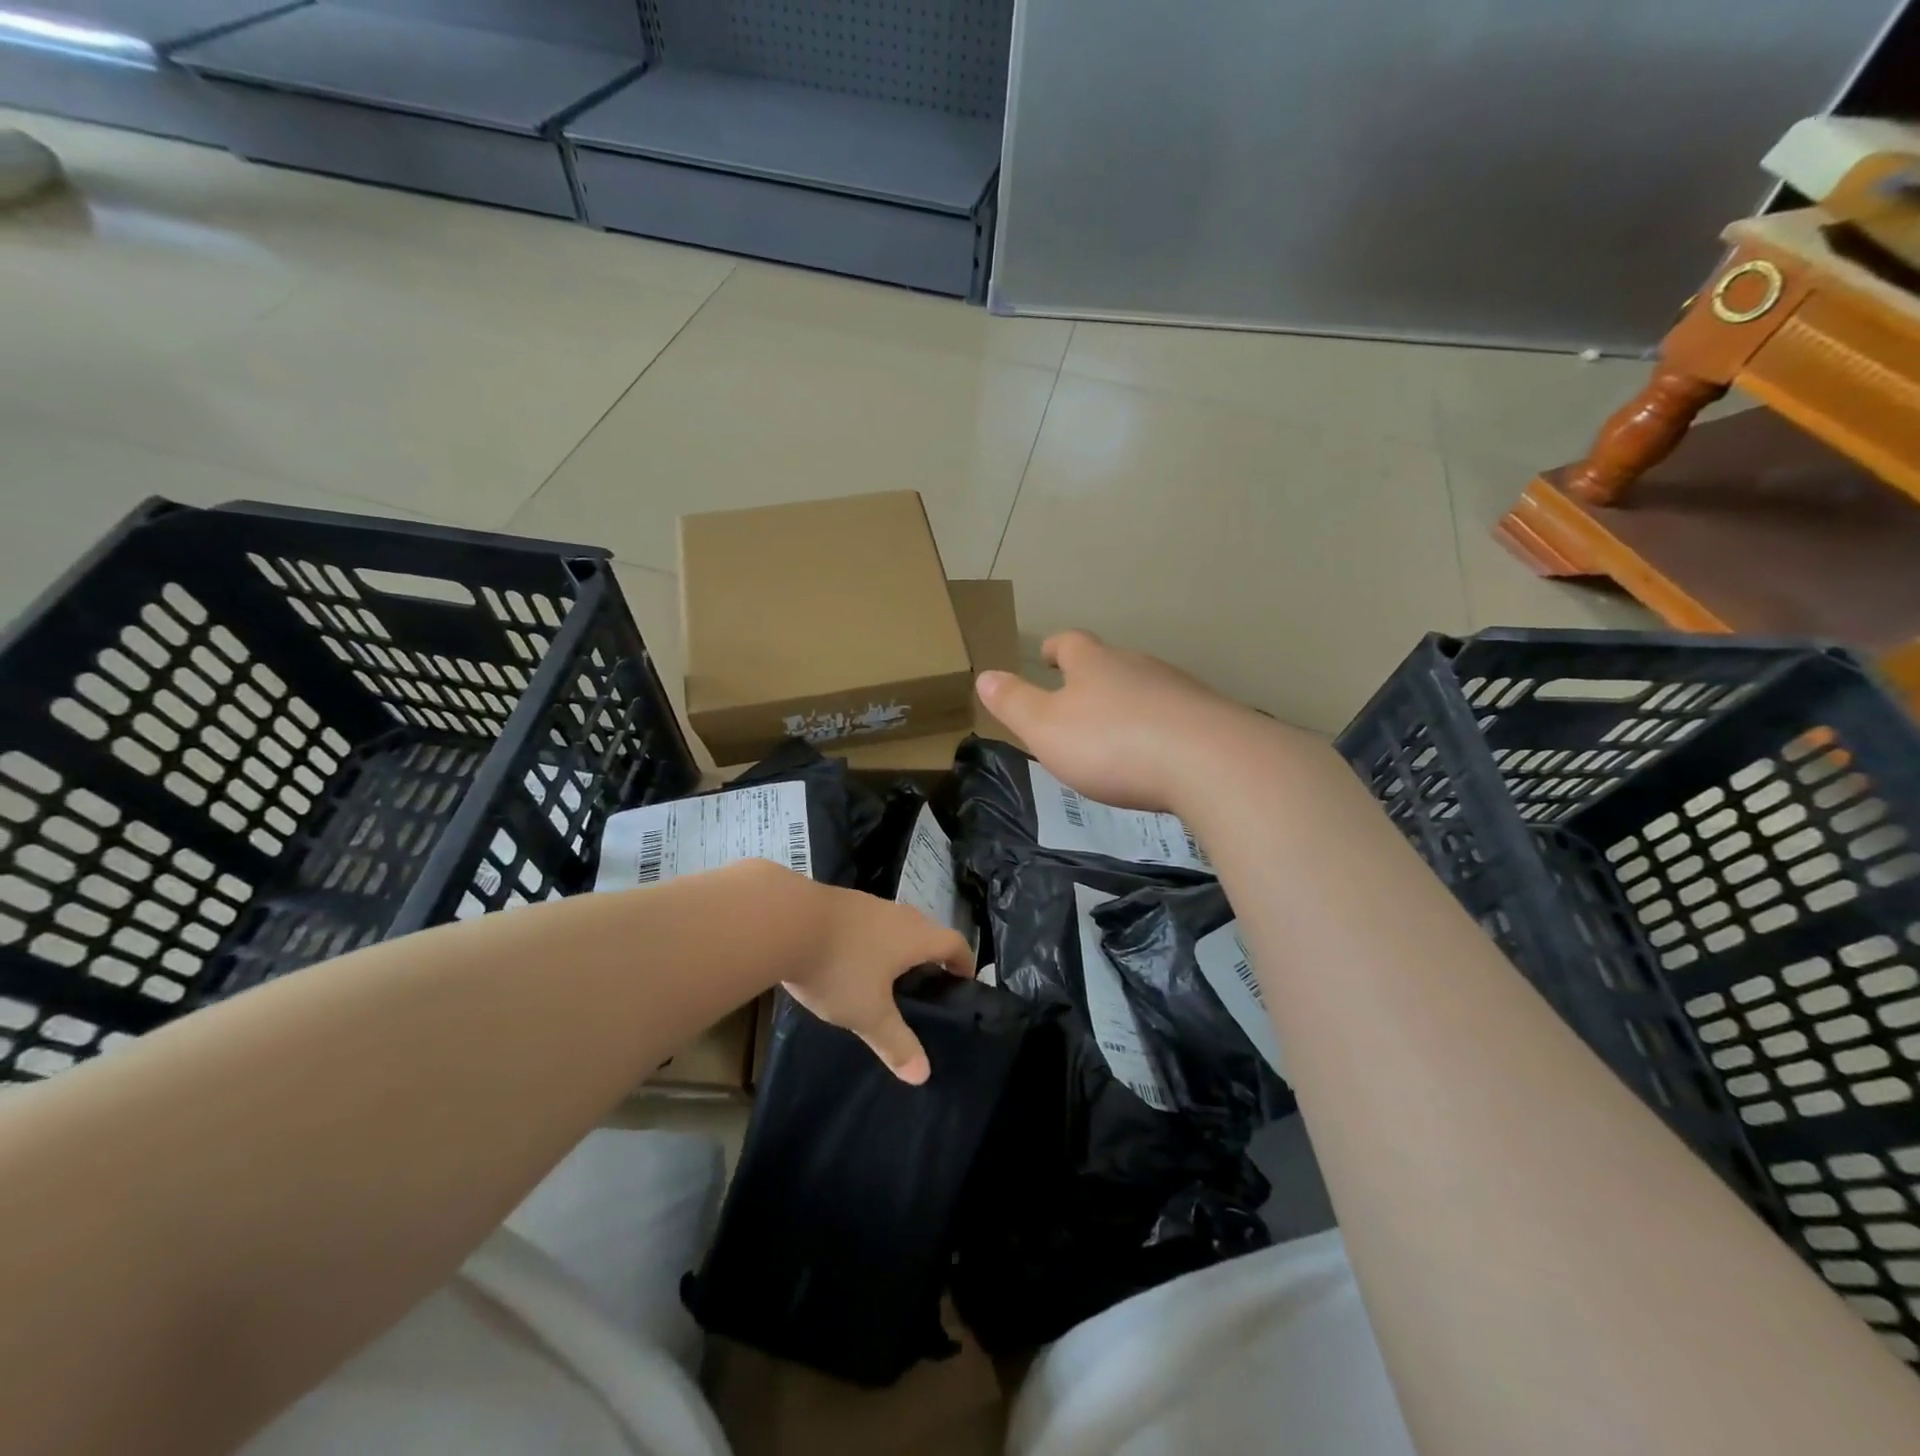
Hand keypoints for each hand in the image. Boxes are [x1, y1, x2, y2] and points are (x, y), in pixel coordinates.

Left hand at [778, 878, 972, 1085]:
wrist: (782, 920)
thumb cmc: (838, 967)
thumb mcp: (867, 1013)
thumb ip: (896, 1042)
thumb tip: (922, 1075)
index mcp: (914, 936)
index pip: (954, 943)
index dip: (964, 962)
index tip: (963, 982)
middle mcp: (896, 913)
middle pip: (926, 930)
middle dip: (930, 955)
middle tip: (924, 985)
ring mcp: (864, 903)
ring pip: (893, 924)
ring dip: (896, 946)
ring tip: (885, 976)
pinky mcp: (836, 901)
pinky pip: (865, 922)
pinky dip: (867, 940)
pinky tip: (847, 959)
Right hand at [976, 630, 1267, 813]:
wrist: (1208, 763)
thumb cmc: (1112, 743)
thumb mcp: (1046, 727)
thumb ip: (1014, 703)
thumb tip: (984, 676)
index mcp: (1094, 664)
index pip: (1070, 643)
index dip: (1055, 648)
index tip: (1046, 654)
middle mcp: (1138, 666)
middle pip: (1111, 662)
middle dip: (1093, 677)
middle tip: (1077, 698)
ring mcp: (1179, 690)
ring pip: (1145, 688)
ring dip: (1128, 703)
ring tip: (1115, 731)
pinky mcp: (1209, 719)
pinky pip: (1175, 716)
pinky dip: (1159, 728)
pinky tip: (1158, 754)